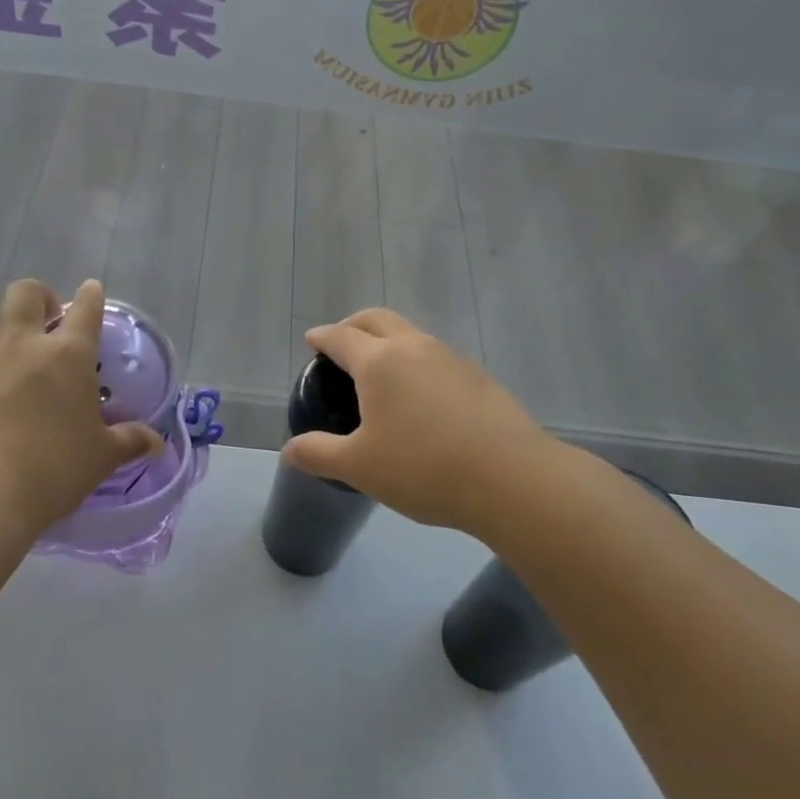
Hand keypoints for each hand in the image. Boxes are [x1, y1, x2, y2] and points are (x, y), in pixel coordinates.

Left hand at [0, 278, 163, 544]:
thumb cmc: (53, 468)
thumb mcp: (100, 458)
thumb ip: (128, 442)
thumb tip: (155, 443)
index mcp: (68, 355)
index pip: (84, 310)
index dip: (91, 296)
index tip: (92, 289)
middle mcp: (25, 347)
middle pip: (25, 294)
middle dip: (40, 297)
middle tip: (50, 320)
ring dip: (9, 334)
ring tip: (21, 363)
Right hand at [282, 308, 560, 538]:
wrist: (511, 478)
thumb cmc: (423, 468)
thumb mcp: (359, 467)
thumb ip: (318, 454)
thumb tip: (288, 451)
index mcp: (379, 362)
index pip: (341, 337)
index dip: (322, 336)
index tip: (312, 340)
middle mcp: (415, 348)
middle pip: (378, 319)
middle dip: (354, 325)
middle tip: (341, 343)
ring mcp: (452, 359)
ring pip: (412, 335)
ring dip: (389, 341)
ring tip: (380, 372)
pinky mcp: (480, 378)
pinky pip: (437, 357)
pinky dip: (417, 362)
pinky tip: (421, 397)